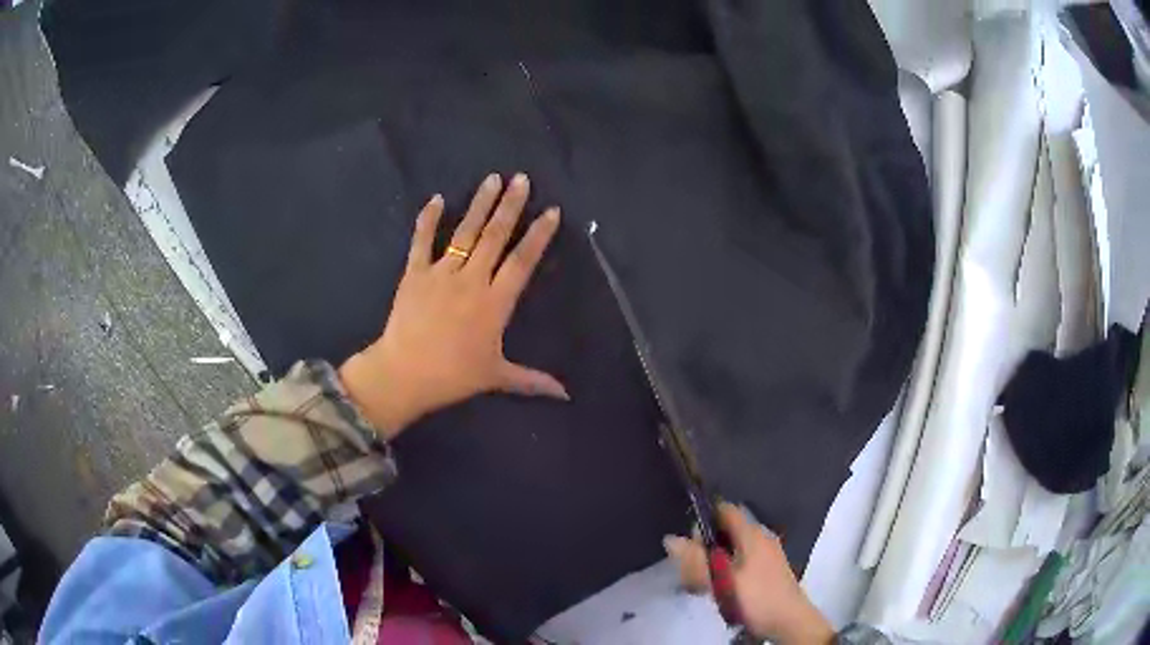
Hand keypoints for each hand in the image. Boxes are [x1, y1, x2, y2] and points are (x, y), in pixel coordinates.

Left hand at [339, 173, 567, 438]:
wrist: (404, 374)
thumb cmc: (453, 376)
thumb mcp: (496, 376)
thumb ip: (532, 380)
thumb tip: (566, 395)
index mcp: (495, 302)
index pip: (522, 261)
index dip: (538, 235)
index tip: (550, 211)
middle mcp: (471, 280)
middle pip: (495, 236)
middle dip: (510, 206)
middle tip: (522, 179)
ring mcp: (441, 273)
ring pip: (464, 232)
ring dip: (479, 204)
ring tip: (492, 178)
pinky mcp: (415, 273)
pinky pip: (422, 241)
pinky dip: (427, 219)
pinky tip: (436, 199)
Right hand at [663, 503, 833, 643]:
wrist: (790, 621)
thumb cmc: (756, 597)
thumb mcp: (721, 581)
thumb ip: (695, 561)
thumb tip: (670, 539)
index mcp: (751, 534)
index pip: (724, 510)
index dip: (704, 519)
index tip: (689, 541)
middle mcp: (761, 537)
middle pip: (726, 531)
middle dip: (705, 546)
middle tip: (692, 570)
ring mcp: (767, 553)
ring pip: (732, 548)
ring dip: (714, 562)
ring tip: (702, 585)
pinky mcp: (768, 569)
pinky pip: (741, 561)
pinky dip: (726, 570)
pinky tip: (720, 590)